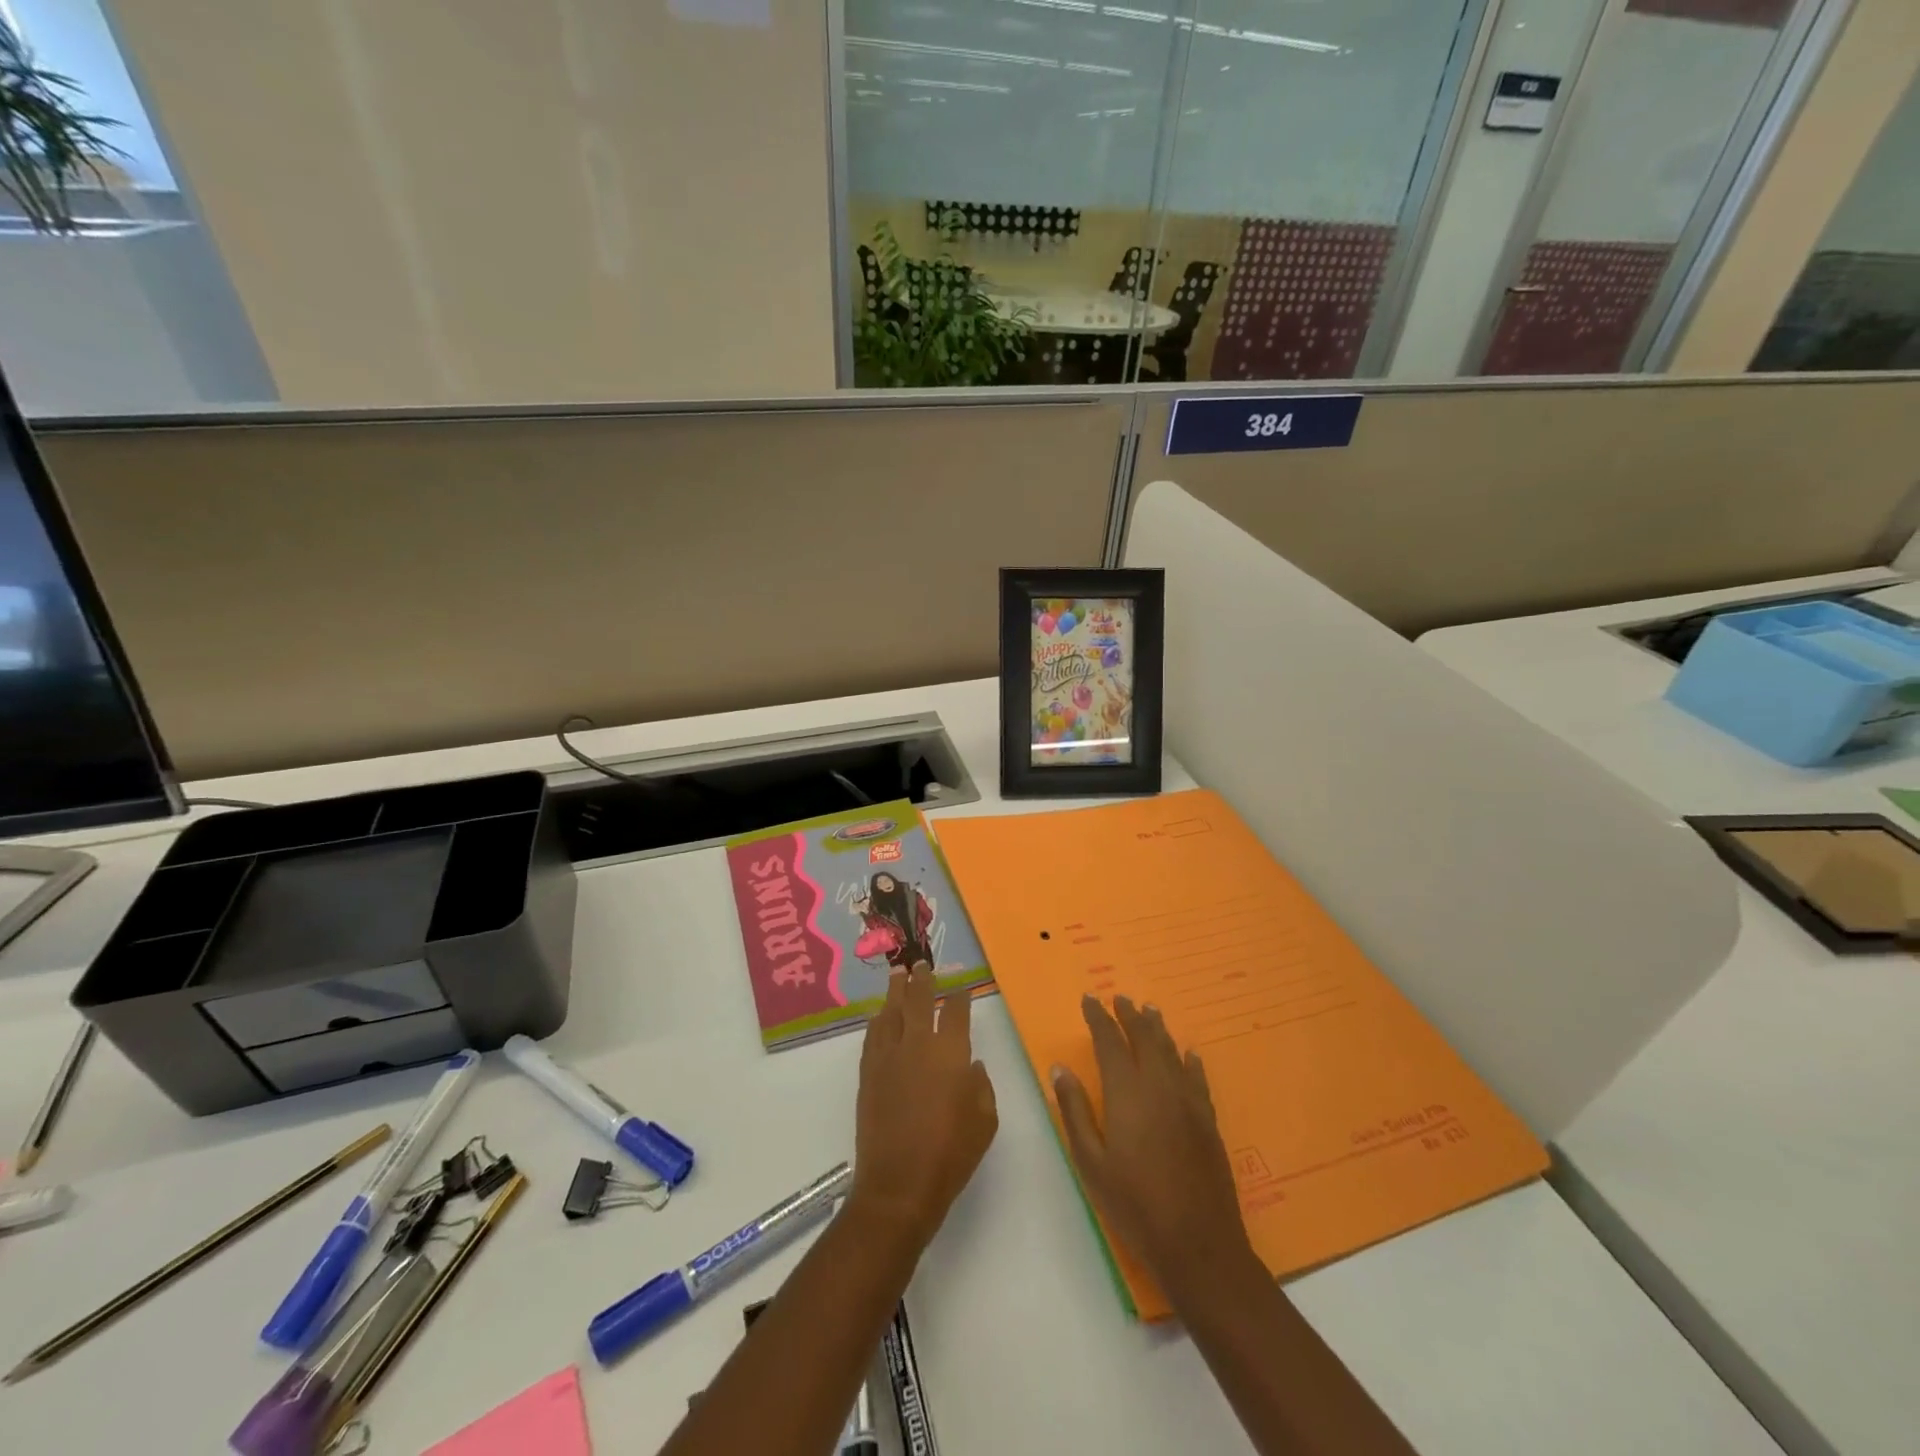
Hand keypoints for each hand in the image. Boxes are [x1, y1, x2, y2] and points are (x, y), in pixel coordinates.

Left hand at [850, 967, 997, 1249]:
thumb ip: (981, 1086)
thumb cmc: (951, 1155)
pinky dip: (878, 1020)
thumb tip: (971, 1065)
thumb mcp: (984, 1122)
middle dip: (923, 979)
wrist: (899, 1184)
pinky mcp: (869, 1072)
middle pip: (919, 1000)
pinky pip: (873, 1035)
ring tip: (898, 974)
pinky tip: (879, 1014)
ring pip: (891, 1011)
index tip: (961, 988)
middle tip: (922, 963)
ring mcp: (889, 1056)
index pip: (956, 1011)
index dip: (960, 996)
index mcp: (951, 1053)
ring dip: (896, 990)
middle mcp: (918, 1044)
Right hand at [1053, 995, 1253, 1301]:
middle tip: (1119, 998)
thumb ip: (1075, 1110)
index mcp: (1127, 1092)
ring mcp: (1188, 1101)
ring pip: (1171, 1052)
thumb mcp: (1091, 1161)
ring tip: (1149, 1011)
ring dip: (1158, 1029)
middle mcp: (1159, 1086)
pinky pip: (1197, 1078)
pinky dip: (1189, 1061)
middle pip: (1144, 1038)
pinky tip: (1188, 1054)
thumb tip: (1061, 1068)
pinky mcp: (1208, 1120)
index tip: (1089, 999)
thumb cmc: (1134, 1204)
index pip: (1110, 1042)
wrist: (1198, 1243)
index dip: (1099, 1018)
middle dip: (1129, 1016)